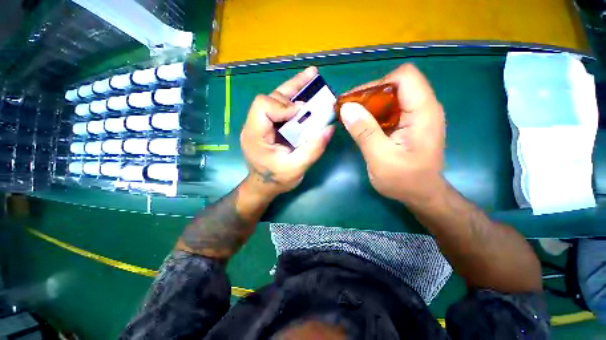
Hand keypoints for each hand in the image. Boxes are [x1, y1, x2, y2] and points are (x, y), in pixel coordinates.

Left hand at [240, 66, 334, 197]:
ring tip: (312, 78)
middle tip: (313, 76)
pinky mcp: (268, 126)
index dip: (283, 105)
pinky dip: (293, 101)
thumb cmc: (277, 179)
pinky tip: (305, 96)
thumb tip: (329, 128)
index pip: (263, 106)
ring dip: (294, 90)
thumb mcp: (297, 168)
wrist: (265, 186)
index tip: (302, 113)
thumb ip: (313, 149)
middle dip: (292, 89)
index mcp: (255, 135)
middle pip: (270, 98)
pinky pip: (279, 108)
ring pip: (275, 100)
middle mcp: (254, 125)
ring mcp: (260, 124)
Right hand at [340, 64, 445, 204]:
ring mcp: (417, 116)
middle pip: (395, 85)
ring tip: (352, 118)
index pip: (404, 77)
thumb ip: (365, 132)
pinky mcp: (410, 124)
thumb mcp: (381, 158)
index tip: (356, 102)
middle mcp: (424, 108)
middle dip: (369, 95)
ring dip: (370, 105)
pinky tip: (363, 126)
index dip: (377, 84)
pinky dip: (374, 114)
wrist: (422, 195)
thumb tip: (347, 108)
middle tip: (349, 111)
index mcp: (423, 112)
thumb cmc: (405, 181)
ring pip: (391, 97)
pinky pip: (390, 110)